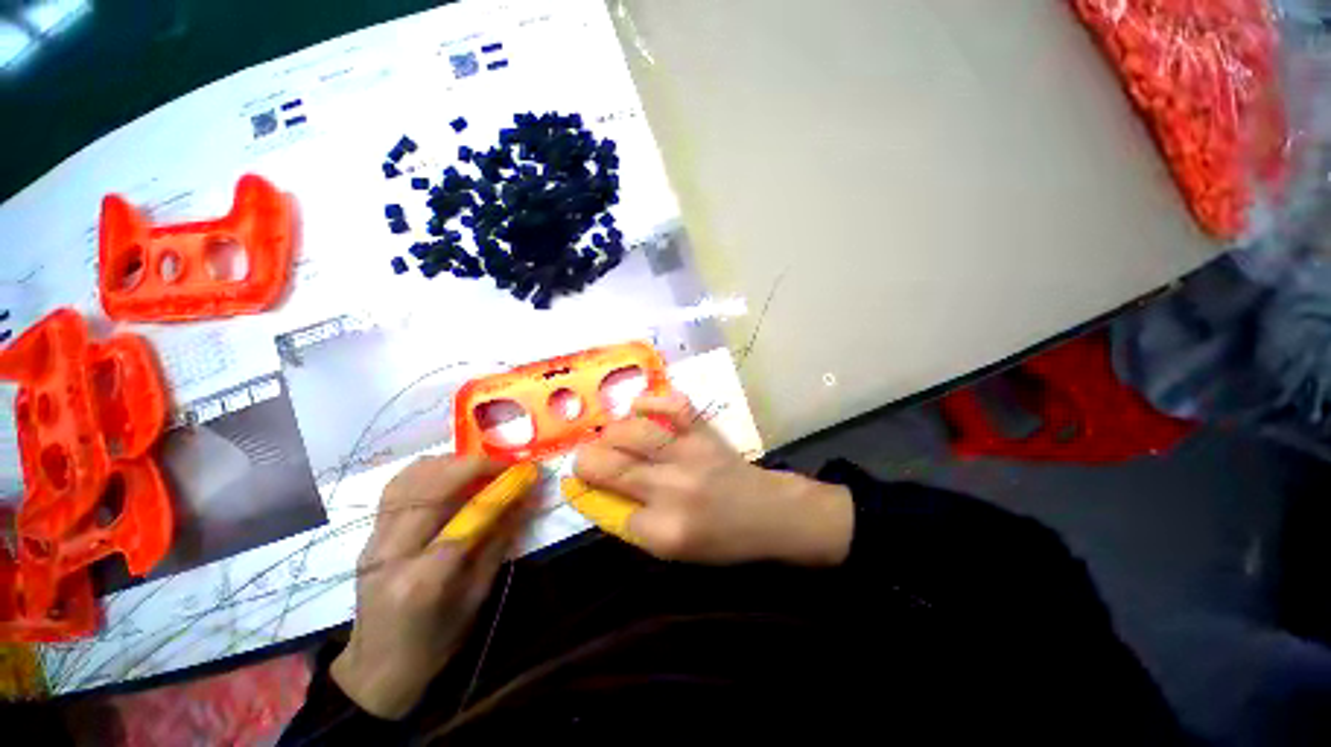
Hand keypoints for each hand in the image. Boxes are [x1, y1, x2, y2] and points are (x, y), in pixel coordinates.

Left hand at [332, 455, 531, 718]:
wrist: (376, 669)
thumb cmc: (435, 643)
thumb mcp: (477, 597)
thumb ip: (499, 542)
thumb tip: (525, 500)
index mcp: (424, 579)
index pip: (468, 517)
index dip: (502, 488)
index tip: (529, 472)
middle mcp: (392, 552)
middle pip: (432, 487)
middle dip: (475, 465)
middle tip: (506, 465)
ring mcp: (374, 540)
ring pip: (410, 478)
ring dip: (451, 463)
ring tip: (481, 467)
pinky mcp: (369, 535)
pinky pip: (397, 487)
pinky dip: (427, 471)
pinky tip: (449, 474)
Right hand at [571, 391, 853, 565]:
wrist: (766, 512)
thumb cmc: (719, 538)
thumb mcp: (672, 550)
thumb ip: (631, 524)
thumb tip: (593, 494)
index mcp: (665, 531)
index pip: (607, 508)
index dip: (590, 493)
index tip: (582, 485)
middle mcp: (674, 489)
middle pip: (612, 467)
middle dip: (586, 460)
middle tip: (585, 458)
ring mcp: (690, 454)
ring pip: (634, 433)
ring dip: (611, 433)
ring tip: (611, 437)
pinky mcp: (704, 431)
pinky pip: (672, 405)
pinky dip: (650, 401)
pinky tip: (638, 408)